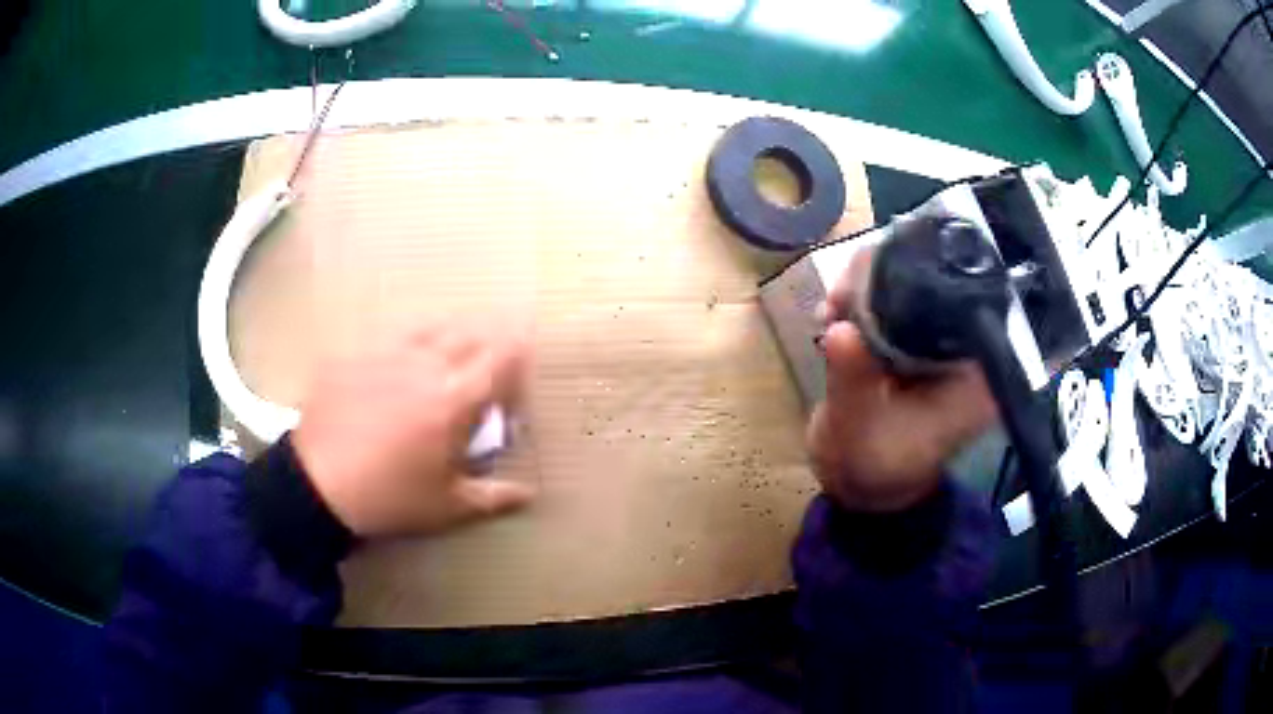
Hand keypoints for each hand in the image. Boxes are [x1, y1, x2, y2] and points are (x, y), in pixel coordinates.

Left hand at [291, 319, 535, 537]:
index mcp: (454, 399)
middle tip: (487, 364)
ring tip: (445, 357)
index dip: (518, 353)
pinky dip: (405, 346)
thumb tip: (530, 494)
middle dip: (488, 342)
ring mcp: (384, 354)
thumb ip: (495, 497)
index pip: (502, 356)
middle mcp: (424, 365)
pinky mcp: (353, 355)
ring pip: (429, 327)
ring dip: (449, 336)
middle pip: (470, 333)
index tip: (521, 362)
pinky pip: (388, 338)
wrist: (316, 485)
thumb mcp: (447, 506)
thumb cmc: (390, 498)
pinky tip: (396, 369)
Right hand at [808, 252, 997, 511]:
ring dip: (865, 289)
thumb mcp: (860, 426)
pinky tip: (833, 315)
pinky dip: (861, 301)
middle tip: (839, 300)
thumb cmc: (871, 468)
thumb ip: (854, 378)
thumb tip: (839, 329)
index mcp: (977, 374)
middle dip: (883, 281)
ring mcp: (940, 346)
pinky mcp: (915, 344)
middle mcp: (967, 352)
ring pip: (909, 287)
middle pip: (935, 286)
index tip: (868, 286)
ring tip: (831, 310)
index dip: (919, 282)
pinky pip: (893, 303)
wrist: (860, 486)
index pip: (962, 303)